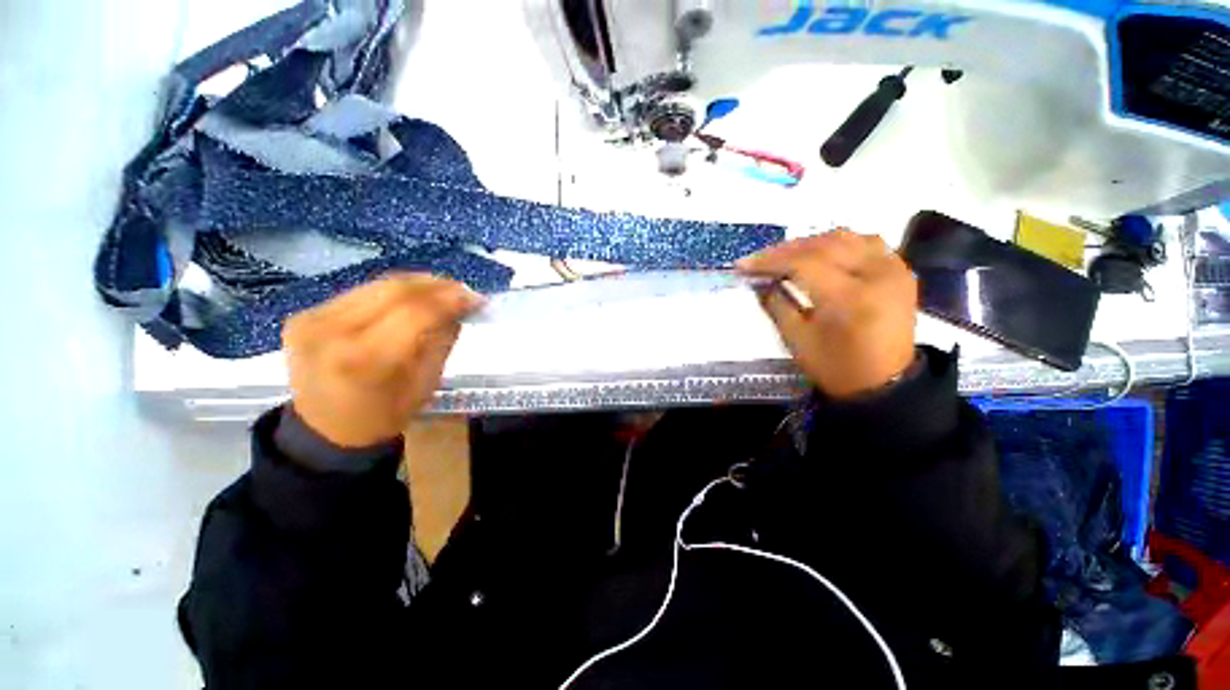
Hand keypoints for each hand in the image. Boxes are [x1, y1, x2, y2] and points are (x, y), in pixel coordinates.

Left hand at [281, 274, 484, 447]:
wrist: (324, 430)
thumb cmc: (384, 415)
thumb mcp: (426, 384)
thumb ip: (441, 341)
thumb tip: (457, 308)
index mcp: (365, 360)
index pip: (416, 312)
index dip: (450, 299)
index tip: (477, 299)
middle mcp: (332, 332)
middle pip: (395, 290)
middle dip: (437, 286)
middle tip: (463, 290)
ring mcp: (313, 320)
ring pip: (377, 285)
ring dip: (417, 284)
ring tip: (443, 290)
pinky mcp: (305, 314)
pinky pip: (360, 292)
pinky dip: (392, 291)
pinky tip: (412, 297)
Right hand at [737, 230, 917, 398]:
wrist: (884, 383)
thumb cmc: (836, 367)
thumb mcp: (797, 340)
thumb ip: (776, 305)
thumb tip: (759, 281)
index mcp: (850, 298)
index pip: (804, 264)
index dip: (770, 261)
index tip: (742, 265)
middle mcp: (877, 274)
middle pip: (823, 245)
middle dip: (785, 250)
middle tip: (758, 259)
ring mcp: (893, 269)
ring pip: (845, 238)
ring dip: (810, 243)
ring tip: (785, 255)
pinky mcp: (899, 271)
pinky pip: (866, 243)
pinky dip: (838, 243)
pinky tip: (820, 253)